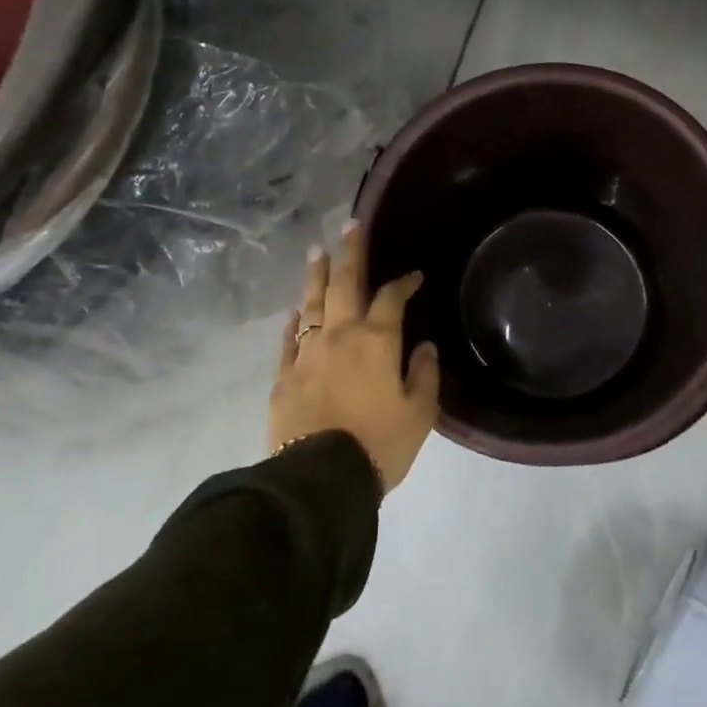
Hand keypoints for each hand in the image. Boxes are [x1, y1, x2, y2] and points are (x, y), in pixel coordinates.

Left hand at [269, 221, 439, 494]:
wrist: (320, 480)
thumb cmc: (379, 445)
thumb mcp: (419, 414)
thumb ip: (424, 375)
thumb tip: (424, 347)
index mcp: (377, 341)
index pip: (392, 298)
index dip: (404, 282)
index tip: (414, 276)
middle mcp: (340, 336)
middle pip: (345, 283)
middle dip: (351, 252)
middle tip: (351, 225)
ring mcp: (306, 354)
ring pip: (312, 303)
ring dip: (317, 275)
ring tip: (318, 252)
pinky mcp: (283, 376)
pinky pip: (288, 338)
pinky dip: (294, 320)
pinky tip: (296, 310)